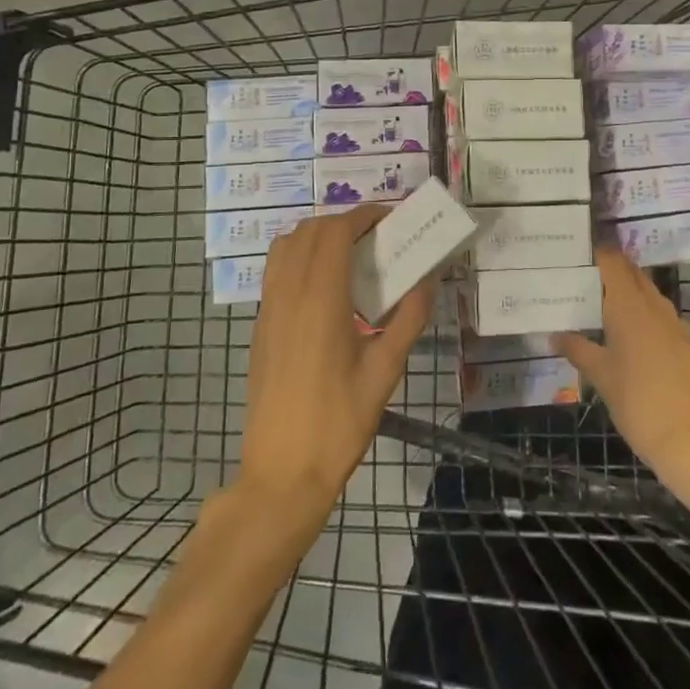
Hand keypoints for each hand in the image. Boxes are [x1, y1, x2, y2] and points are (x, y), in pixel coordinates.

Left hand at [237, 207, 434, 521]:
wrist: (282, 473)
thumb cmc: (339, 424)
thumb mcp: (384, 373)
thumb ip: (408, 321)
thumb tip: (429, 281)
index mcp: (320, 301)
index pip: (335, 233)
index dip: (362, 216)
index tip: (389, 218)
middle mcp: (289, 294)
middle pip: (309, 231)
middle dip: (343, 222)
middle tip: (375, 237)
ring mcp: (269, 309)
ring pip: (286, 246)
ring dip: (317, 236)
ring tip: (349, 254)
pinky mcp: (260, 326)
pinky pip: (276, 271)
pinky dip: (299, 257)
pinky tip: (325, 286)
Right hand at [552, 248, 689, 488]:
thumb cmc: (638, 402)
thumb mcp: (601, 377)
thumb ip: (578, 350)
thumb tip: (555, 335)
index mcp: (629, 306)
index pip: (613, 262)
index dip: (598, 251)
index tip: (579, 249)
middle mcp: (654, 306)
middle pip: (633, 273)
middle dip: (612, 269)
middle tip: (584, 276)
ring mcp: (676, 324)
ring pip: (649, 294)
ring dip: (629, 292)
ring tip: (602, 304)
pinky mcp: (688, 344)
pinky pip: (661, 316)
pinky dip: (644, 314)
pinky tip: (630, 334)